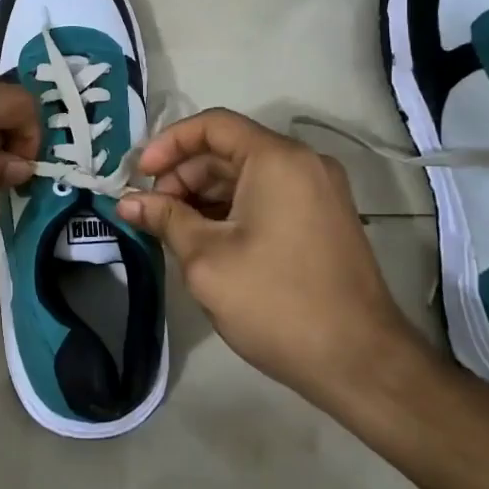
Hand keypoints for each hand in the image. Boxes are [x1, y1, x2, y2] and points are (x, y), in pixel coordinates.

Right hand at [115, 109, 427, 411]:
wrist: (361, 363)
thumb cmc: (277, 302)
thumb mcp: (206, 259)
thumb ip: (165, 219)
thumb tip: (127, 203)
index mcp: (277, 160)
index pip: (212, 125)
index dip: (168, 143)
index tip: (139, 175)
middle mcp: (303, 163)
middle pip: (228, 149)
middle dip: (182, 174)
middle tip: (151, 211)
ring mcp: (318, 191)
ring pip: (246, 174)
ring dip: (204, 194)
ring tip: (171, 229)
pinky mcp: (323, 218)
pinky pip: (267, 195)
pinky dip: (231, 208)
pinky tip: (205, 239)